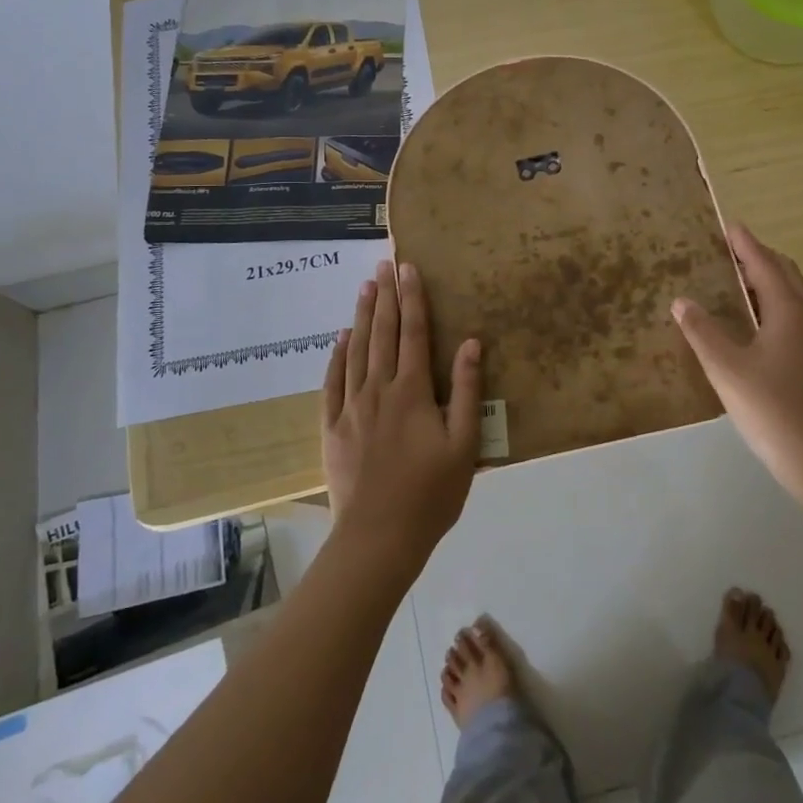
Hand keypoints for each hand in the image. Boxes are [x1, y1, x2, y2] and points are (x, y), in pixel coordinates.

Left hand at [321, 259, 482, 574]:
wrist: (378, 537)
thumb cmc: (431, 494)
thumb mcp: (464, 445)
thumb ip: (466, 391)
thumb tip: (470, 343)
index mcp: (412, 391)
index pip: (414, 333)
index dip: (413, 298)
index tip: (408, 268)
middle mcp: (379, 389)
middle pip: (383, 334)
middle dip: (386, 297)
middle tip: (384, 265)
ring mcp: (351, 407)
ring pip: (356, 350)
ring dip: (363, 316)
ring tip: (365, 287)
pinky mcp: (333, 427)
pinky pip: (332, 381)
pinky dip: (336, 355)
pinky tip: (340, 337)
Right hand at [672, 223, 802, 500]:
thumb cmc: (771, 408)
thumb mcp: (726, 368)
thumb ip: (702, 331)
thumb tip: (682, 301)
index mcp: (789, 311)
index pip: (765, 265)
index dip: (745, 244)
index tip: (728, 225)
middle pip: (785, 274)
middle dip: (758, 257)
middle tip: (728, 250)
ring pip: (792, 295)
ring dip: (766, 280)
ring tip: (735, 279)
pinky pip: (793, 314)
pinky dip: (771, 302)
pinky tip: (752, 321)